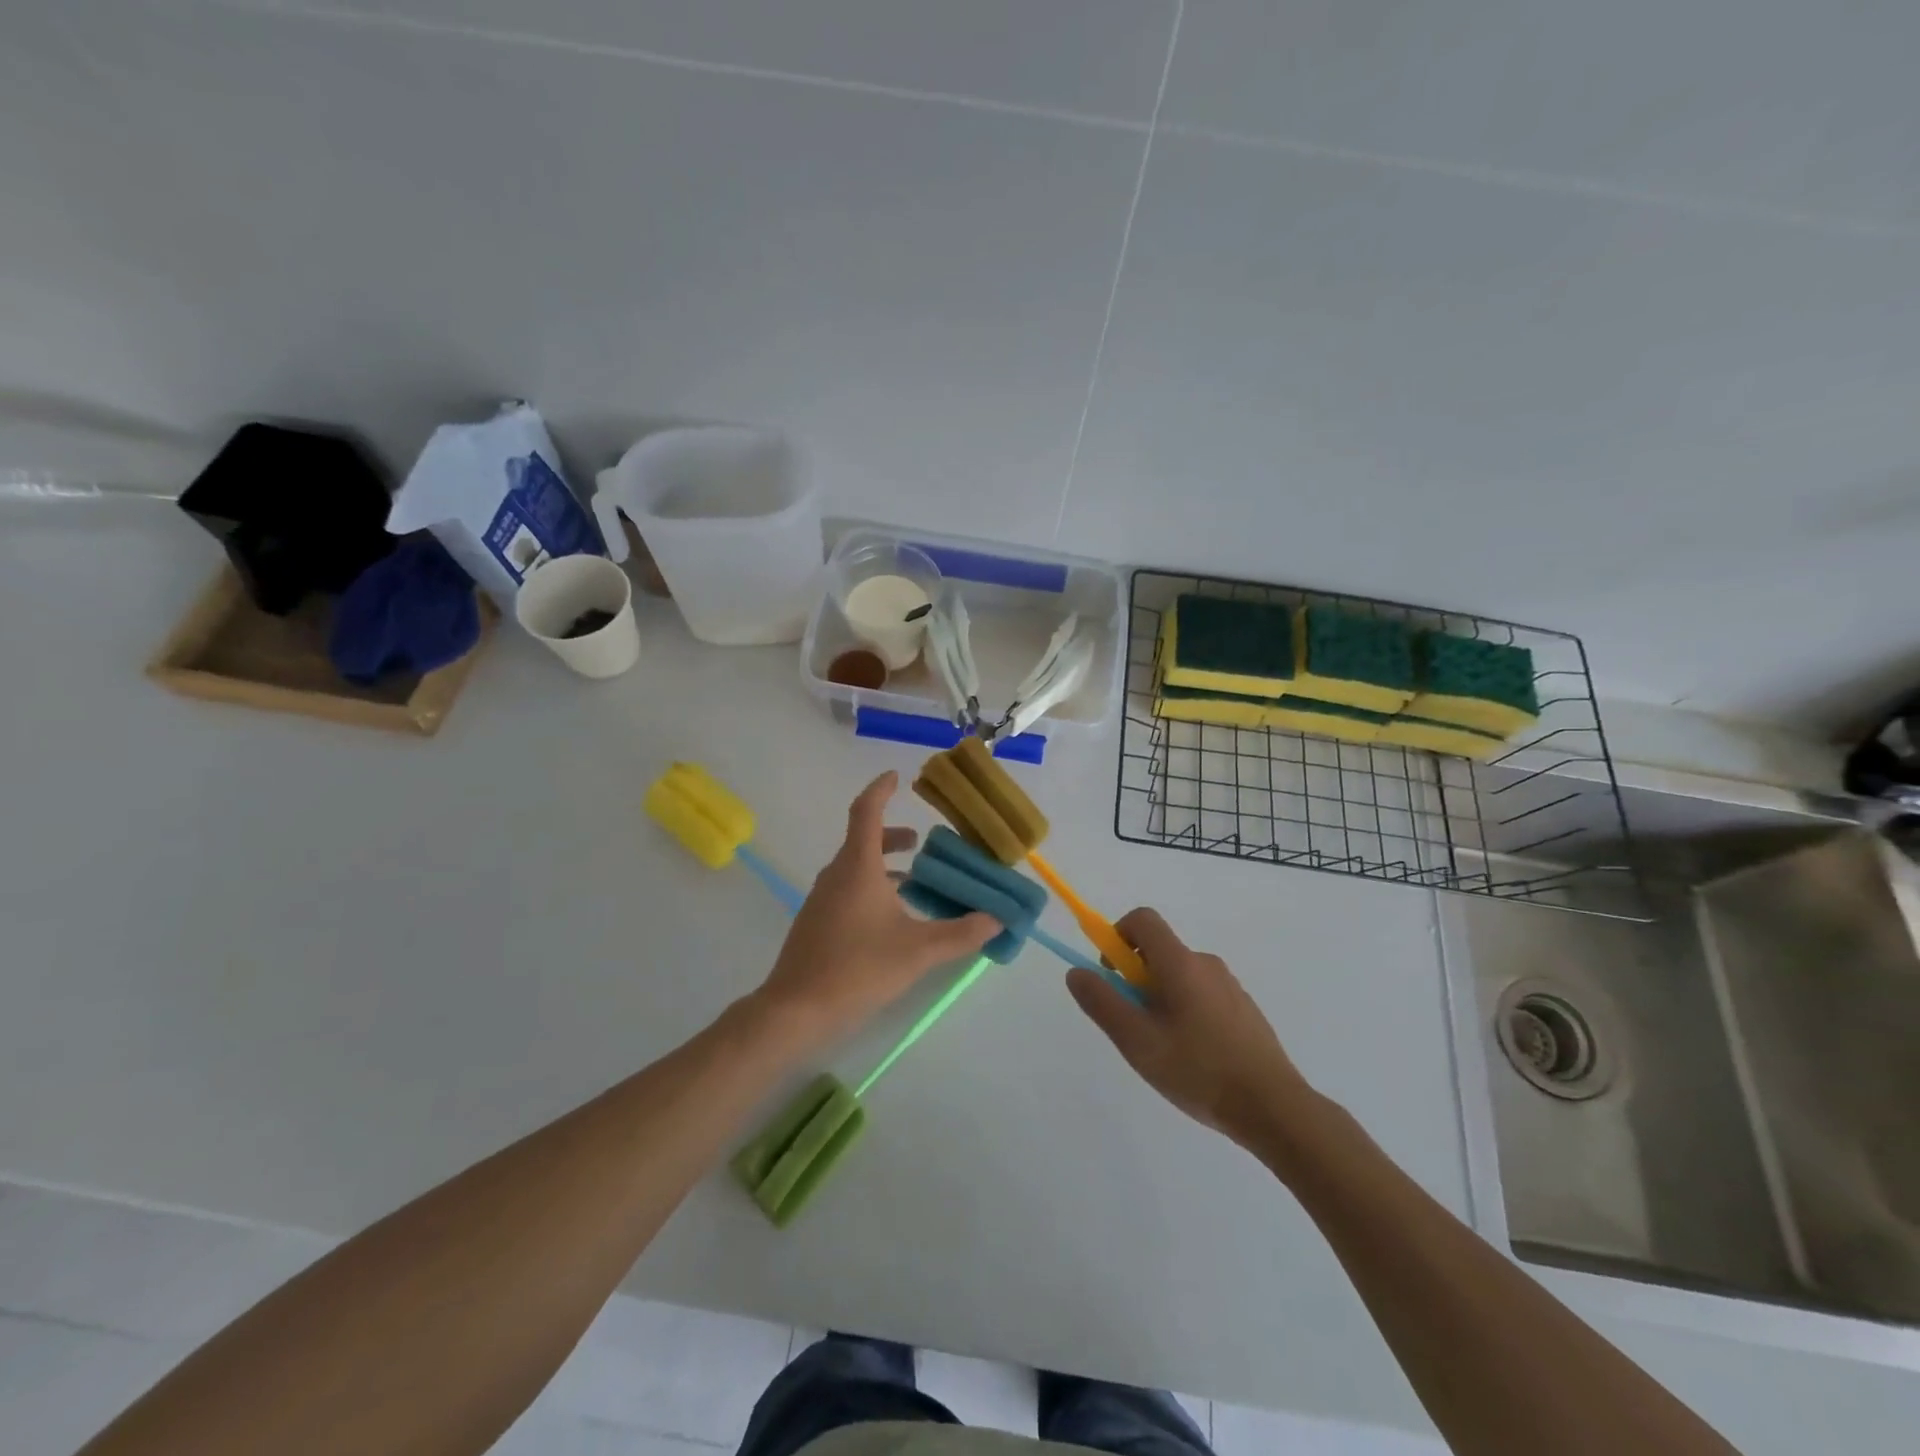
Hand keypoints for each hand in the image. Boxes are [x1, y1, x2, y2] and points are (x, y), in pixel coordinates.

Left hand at [754, 772, 995, 1039]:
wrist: (795, 1010)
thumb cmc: (857, 969)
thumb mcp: (918, 951)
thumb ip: (961, 933)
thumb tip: (996, 918)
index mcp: (857, 867)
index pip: (867, 812)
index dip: (881, 790)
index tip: (896, 777)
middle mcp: (836, 875)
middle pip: (863, 840)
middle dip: (893, 836)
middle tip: (922, 843)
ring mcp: (822, 899)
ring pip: (855, 866)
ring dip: (883, 864)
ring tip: (914, 881)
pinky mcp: (816, 922)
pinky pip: (847, 888)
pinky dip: (872, 886)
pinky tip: (891, 917)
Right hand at [1066, 908, 1310, 1148]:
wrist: (1273, 1108)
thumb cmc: (1198, 1070)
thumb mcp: (1137, 1041)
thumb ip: (1102, 1002)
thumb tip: (1076, 972)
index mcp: (1180, 962)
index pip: (1142, 920)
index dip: (1117, 936)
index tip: (1111, 975)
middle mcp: (1206, 964)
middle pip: (1159, 951)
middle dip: (1136, 979)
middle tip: (1134, 1026)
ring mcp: (1230, 987)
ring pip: (1180, 977)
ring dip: (1161, 999)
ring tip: (1165, 1050)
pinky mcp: (1244, 1010)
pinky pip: (1203, 996)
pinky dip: (1187, 1013)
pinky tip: (1194, 1059)